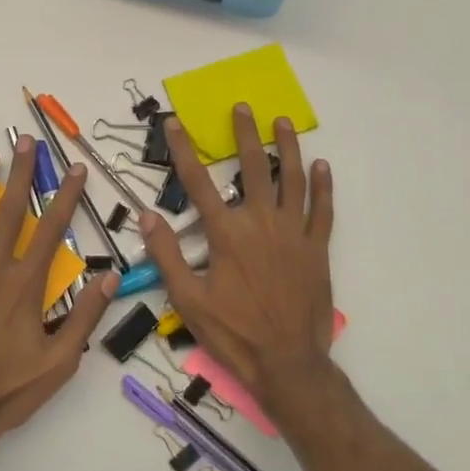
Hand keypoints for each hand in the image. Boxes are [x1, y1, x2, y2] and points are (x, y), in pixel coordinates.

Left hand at [0, 136, 116, 455]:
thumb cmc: (9, 389)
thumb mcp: (60, 362)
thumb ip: (85, 317)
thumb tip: (110, 277)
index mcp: (26, 285)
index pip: (52, 229)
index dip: (65, 196)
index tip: (74, 169)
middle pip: (9, 212)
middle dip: (20, 174)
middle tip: (24, 141)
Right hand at [139, 106, 336, 426]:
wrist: (287, 363)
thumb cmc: (233, 334)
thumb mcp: (188, 300)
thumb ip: (167, 255)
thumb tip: (147, 216)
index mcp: (226, 235)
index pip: (198, 183)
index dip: (183, 150)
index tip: (175, 124)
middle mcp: (260, 224)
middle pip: (251, 169)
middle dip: (244, 135)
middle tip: (242, 107)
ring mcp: (292, 234)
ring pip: (291, 181)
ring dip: (287, 149)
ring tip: (283, 122)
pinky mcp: (316, 249)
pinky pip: (321, 211)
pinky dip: (322, 187)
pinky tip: (321, 166)